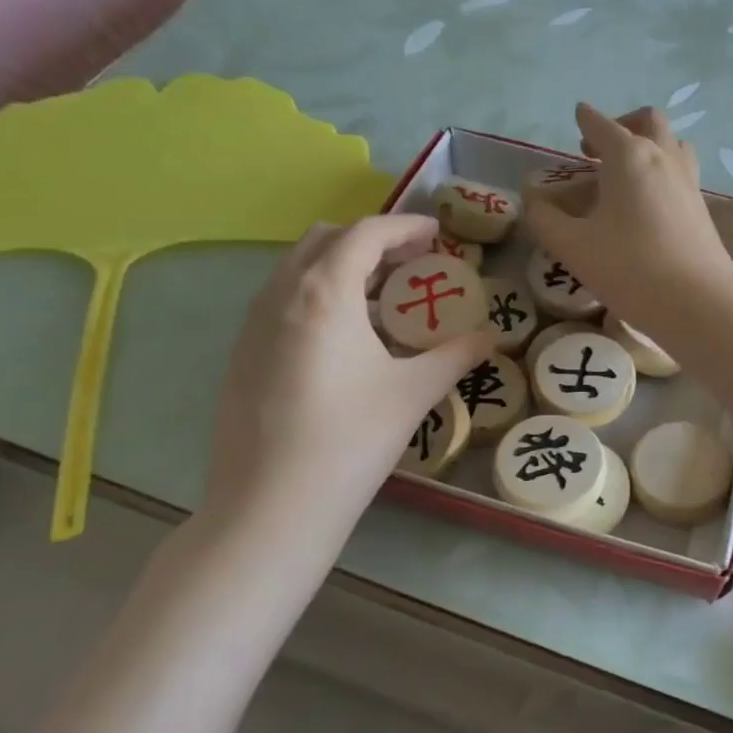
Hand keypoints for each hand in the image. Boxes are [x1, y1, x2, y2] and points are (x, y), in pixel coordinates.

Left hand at [202, 215, 489, 530]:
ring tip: (382, 298)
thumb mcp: (413, 393)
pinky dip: (317, 295)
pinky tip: (344, 339)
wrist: (271, 507)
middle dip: (371, 241)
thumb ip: (456, 356)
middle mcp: (280, 294)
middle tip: (412, 264)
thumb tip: (490, 337)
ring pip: (297, 269)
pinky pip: (282, 300)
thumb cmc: (351, 440)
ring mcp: (253, 324)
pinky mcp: (243, 354)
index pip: (366, 233)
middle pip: (325, 239)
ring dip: (341, 267)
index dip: (405, 225)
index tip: (437, 233)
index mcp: (324, 291)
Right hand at [523, 104, 732, 340]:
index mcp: (628, 156)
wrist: (698, 303)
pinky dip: (662, 171)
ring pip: (672, 144)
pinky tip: (648, 201)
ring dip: (649, 145)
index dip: (586, 119)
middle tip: (598, 150)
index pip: (602, 125)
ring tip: (627, 171)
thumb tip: (533, 202)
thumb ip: (545, 220)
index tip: (578, 115)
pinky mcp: (702, 208)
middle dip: (622, 124)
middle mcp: (663, 157)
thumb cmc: (630, 269)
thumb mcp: (573, 247)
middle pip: (648, 121)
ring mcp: (688, 181)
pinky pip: (681, 172)